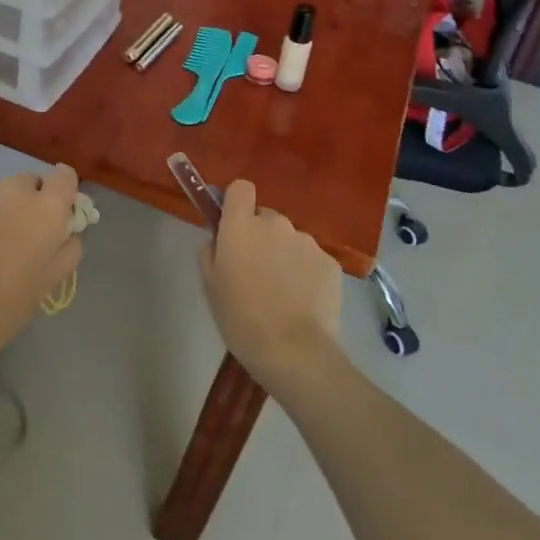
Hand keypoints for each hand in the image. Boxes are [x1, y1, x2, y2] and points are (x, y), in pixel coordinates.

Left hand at [0, 165, 84, 385]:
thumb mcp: (51, 280)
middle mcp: (13, 190)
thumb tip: (67, 228)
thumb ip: (69, 246)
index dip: (62, 192)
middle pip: (30, 182)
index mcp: (46, 210)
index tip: (56, 213)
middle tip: (19, 235)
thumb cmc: (7, 307)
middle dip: (29, 202)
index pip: (65, 176)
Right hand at [199, 180, 341, 394]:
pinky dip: (306, 273)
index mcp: (241, 225)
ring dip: (284, 254)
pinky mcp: (330, 262)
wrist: (293, 351)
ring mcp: (306, 241)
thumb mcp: (210, 284)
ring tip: (282, 292)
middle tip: (256, 270)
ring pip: (290, 239)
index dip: (237, 203)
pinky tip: (303, 301)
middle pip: (265, 217)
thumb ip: (211, 250)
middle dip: (260, 236)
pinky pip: (311, 258)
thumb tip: (219, 238)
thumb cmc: (241, 318)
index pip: (240, 188)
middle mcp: (275, 223)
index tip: (234, 224)